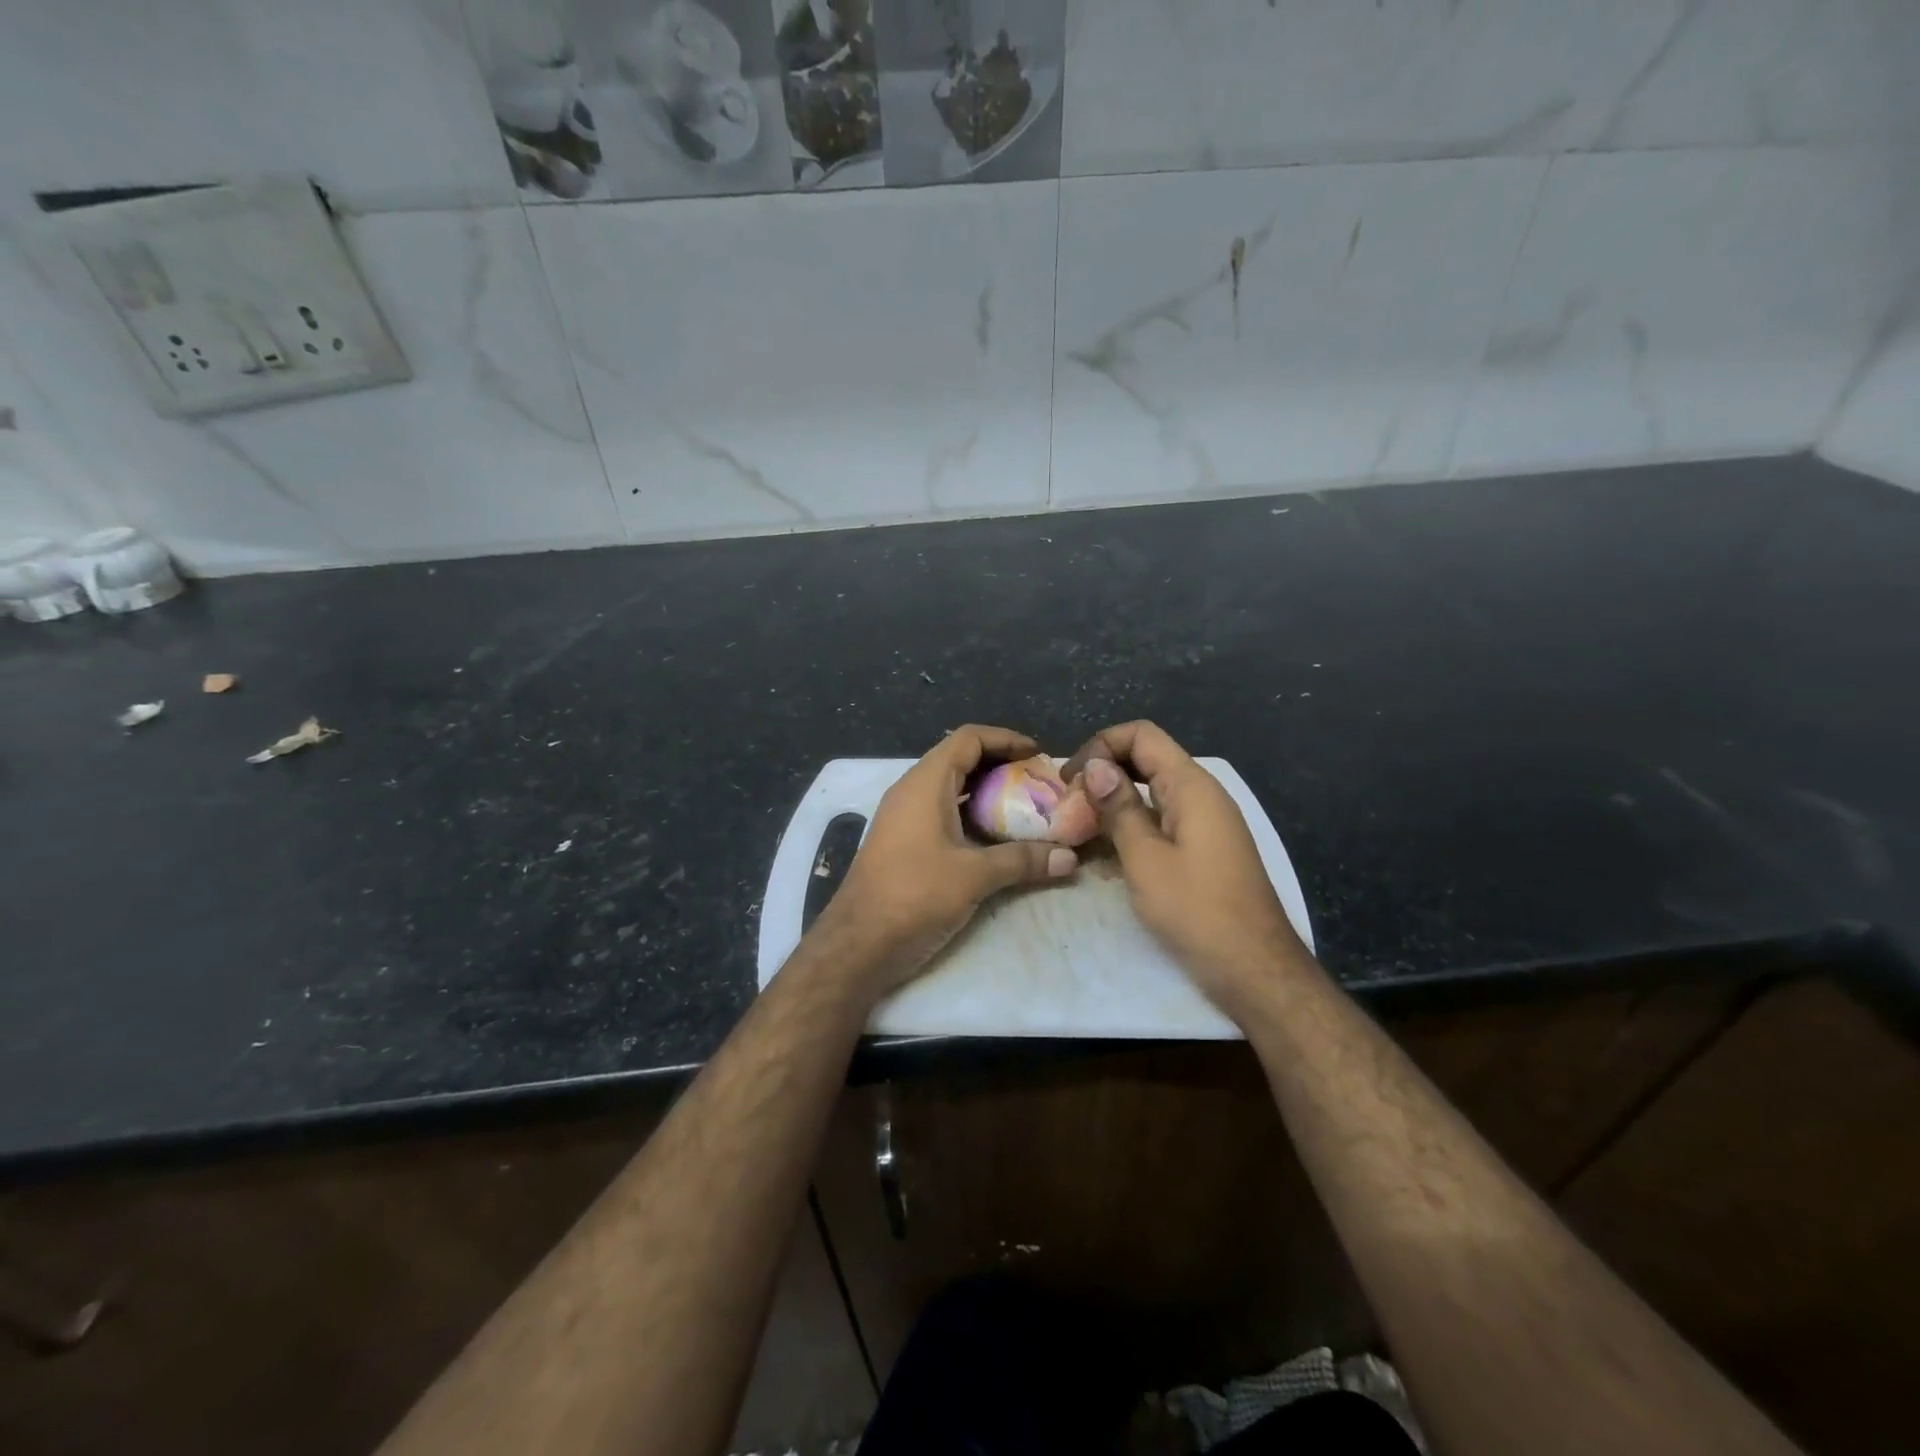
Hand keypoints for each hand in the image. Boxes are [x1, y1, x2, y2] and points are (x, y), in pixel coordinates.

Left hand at [820, 725, 1077, 997]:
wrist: (858, 943)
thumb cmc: (914, 895)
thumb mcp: (975, 876)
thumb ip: (1023, 860)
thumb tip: (1069, 858)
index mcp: (926, 783)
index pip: (969, 738)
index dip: (1006, 739)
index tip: (1038, 755)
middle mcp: (912, 791)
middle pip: (961, 760)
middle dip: (1002, 766)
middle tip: (1037, 784)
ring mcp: (904, 817)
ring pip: (952, 789)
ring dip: (987, 793)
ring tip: (1024, 809)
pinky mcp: (904, 842)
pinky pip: (943, 813)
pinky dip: (972, 816)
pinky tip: (996, 838)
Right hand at [1063, 721, 1307, 1010]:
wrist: (1255, 970)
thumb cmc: (1197, 911)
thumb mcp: (1146, 859)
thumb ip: (1119, 809)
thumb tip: (1094, 766)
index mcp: (1191, 787)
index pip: (1142, 735)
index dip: (1101, 746)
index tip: (1070, 781)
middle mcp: (1201, 796)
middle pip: (1146, 760)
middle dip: (1103, 774)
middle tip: (1068, 805)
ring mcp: (1205, 824)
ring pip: (1151, 793)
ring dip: (1114, 803)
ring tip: (1078, 828)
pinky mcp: (1203, 850)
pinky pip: (1161, 821)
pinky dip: (1132, 827)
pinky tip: (1106, 854)